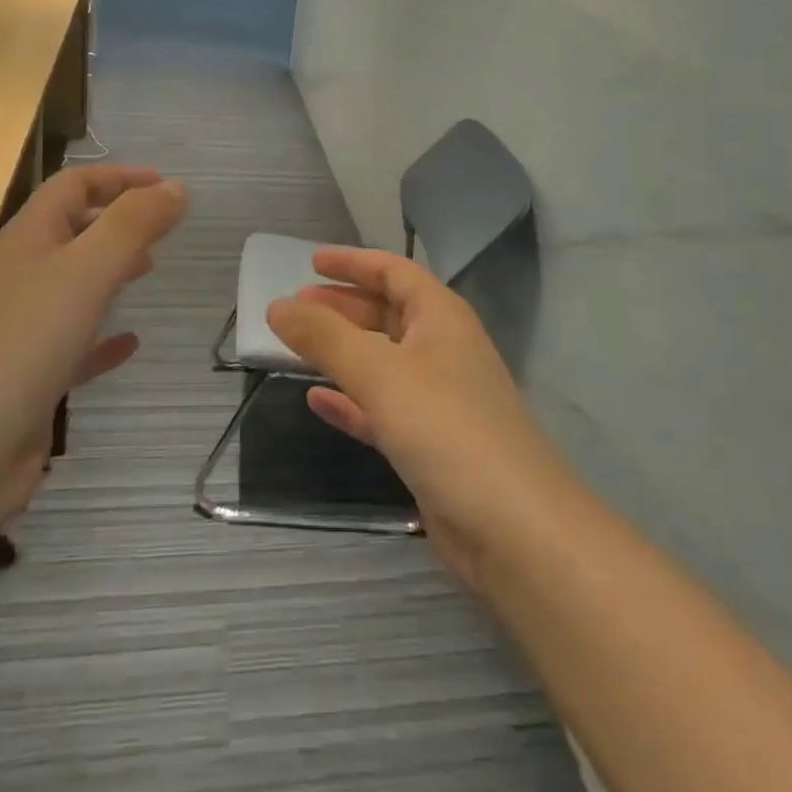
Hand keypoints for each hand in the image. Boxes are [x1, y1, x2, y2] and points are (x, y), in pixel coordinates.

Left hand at [0, 165, 188, 473]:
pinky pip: (76, 344)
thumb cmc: (23, 343)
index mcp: (30, 239)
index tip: (166, 186)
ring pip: (75, 284)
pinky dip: (105, 337)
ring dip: (113, 270)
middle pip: (73, 230)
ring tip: (152, 269)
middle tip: (165, 228)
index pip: (73, 186)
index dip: (119, 177)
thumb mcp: (86, 270)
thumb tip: (175, 188)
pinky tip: (131, 343)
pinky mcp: (32, 377)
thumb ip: (133, 224)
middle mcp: (24, 276)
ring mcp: (24, 329)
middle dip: (118, 220)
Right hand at [266, 249, 570, 588]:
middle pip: (387, 313)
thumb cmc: (446, 428)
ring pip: (382, 361)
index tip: (310, 261)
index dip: (353, 263)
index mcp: (441, 317)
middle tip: (296, 306)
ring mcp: (439, 400)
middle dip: (343, 306)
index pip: (394, 272)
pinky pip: (382, 408)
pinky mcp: (431, 445)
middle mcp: (443, 350)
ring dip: (342, 351)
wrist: (514, 529)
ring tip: (298, 346)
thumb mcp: (379, 372)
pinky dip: (351, 400)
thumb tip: (277, 306)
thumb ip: (325, 337)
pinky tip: (317, 401)